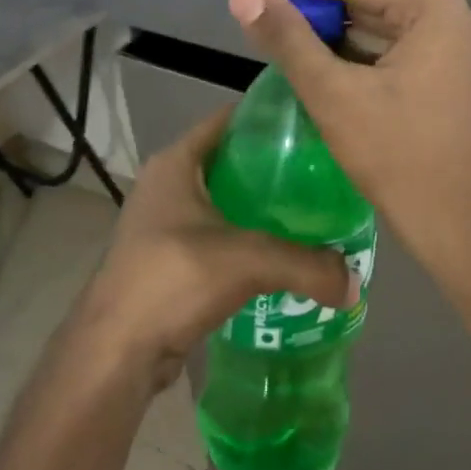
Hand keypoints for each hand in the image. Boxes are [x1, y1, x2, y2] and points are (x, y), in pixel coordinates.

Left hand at [79, 106, 357, 391]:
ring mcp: (163, 222)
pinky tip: (281, 253)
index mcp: (176, 162)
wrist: (116, 351)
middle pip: (231, 161)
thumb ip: (306, 265)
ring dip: (261, 207)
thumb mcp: (248, 261)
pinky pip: (218, 235)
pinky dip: (247, 239)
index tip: (312, 125)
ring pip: (224, 201)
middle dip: (274, 167)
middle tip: (321, 173)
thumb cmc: (173, 279)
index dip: (269, 118)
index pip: (230, 119)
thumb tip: (354, 283)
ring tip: (310, 212)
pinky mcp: (168, 258)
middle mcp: (167, 184)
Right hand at [227, 0, 470, 275]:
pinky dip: (352, 51)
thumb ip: (287, 38)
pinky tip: (314, 54)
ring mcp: (452, 47)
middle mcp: (451, 18)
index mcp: (434, 10)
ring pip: (376, 24)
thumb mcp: (333, 93)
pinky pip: (389, 49)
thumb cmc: (396, 156)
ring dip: (329, 27)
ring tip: (277, 25)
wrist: (452, 226)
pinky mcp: (444, 74)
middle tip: (258, 3)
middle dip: (312, 2)